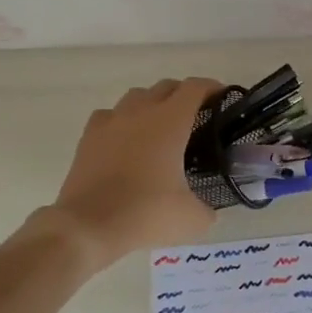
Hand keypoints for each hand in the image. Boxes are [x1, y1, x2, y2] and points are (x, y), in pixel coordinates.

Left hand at [45, 78, 221, 267]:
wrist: (89, 225)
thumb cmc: (146, 213)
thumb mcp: (192, 219)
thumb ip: (207, 208)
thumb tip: (207, 210)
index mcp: (170, 122)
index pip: (195, 89)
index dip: (212, 88)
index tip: (223, 98)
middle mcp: (140, 112)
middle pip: (166, 87)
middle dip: (184, 95)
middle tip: (196, 116)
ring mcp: (111, 122)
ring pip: (136, 96)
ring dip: (152, 103)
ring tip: (160, 126)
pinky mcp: (88, 137)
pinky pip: (109, 115)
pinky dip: (122, 120)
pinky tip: (125, 138)